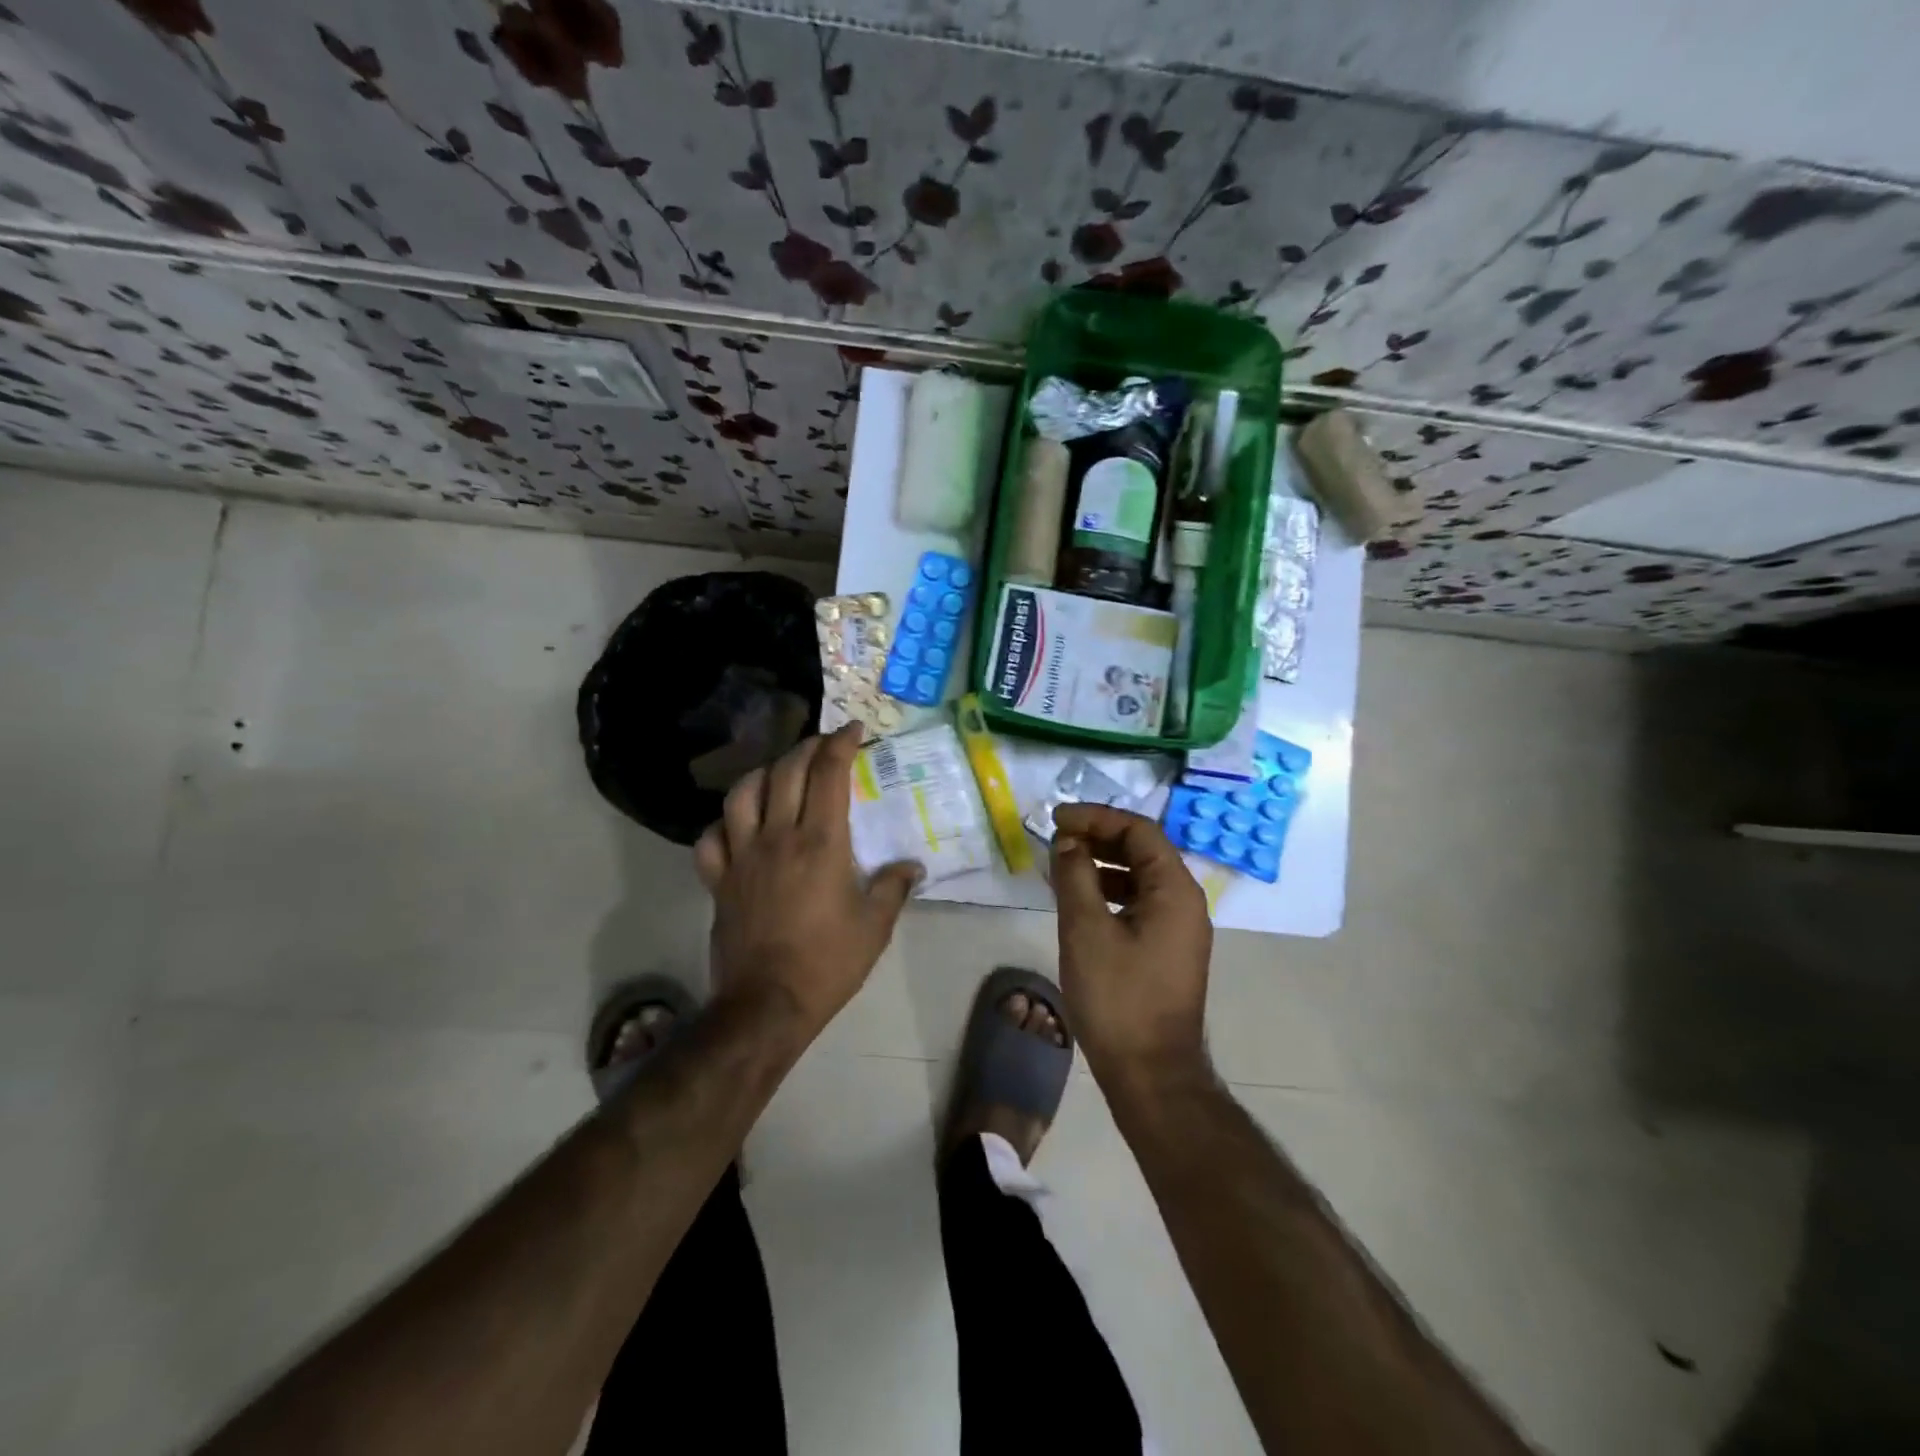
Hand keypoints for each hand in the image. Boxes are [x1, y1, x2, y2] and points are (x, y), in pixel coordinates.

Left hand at [694, 725, 921, 1038]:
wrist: (767, 1004)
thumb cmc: (828, 963)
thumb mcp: (875, 927)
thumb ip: (894, 888)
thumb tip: (911, 867)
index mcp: (821, 843)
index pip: (828, 774)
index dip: (841, 744)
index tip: (853, 730)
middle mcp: (778, 837)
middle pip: (786, 772)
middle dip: (807, 748)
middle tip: (824, 744)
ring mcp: (742, 857)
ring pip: (742, 794)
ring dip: (763, 773)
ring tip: (779, 773)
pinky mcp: (718, 880)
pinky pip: (711, 838)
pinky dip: (724, 822)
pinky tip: (738, 824)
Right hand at [1049, 804, 1211, 1084]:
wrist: (1151, 1074)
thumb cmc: (1118, 998)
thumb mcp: (1086, 930)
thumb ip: (1075, 876)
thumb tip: (1067, 842)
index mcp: (1174, 890)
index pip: (1138, 830)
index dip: (1096, 817)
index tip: (1056, 819)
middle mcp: (1185, 902)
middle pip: (1142, 849)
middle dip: (1098, 836)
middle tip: (1056, 838)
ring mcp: (1179, 929)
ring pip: (1140, 877)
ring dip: (1102, 864)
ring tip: (1061, 866)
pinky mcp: (1168, 950)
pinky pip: (1139, 903)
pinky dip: (1109, 892)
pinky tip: (1079, 901)